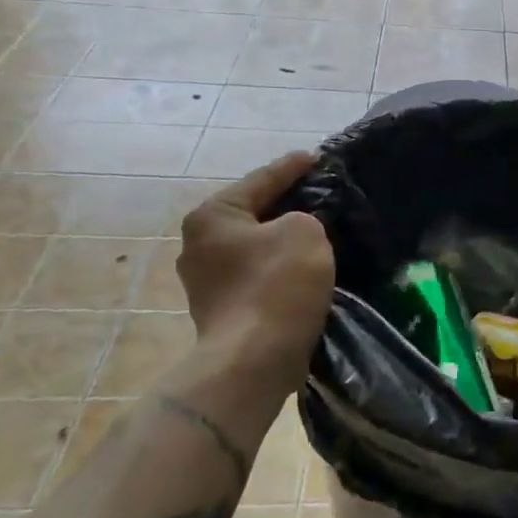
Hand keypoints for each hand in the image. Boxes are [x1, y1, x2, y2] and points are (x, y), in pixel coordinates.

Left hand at [174, 152, 334, 401]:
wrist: (254, 360)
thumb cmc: (277, 284)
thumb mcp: (304, 231)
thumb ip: (303, 217)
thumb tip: (293, 230)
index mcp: (212, 216)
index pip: (260, 179)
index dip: (292, 166)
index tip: (317, 157)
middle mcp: (198, 245)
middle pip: (252, 213)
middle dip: (284, 204)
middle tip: (319, 193)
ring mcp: (205, 282)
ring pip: (254, 246)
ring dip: (281, 239)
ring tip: (316, 230)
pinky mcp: (221, 311)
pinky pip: (256, 274)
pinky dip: (278, 267)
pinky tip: (302, 267)